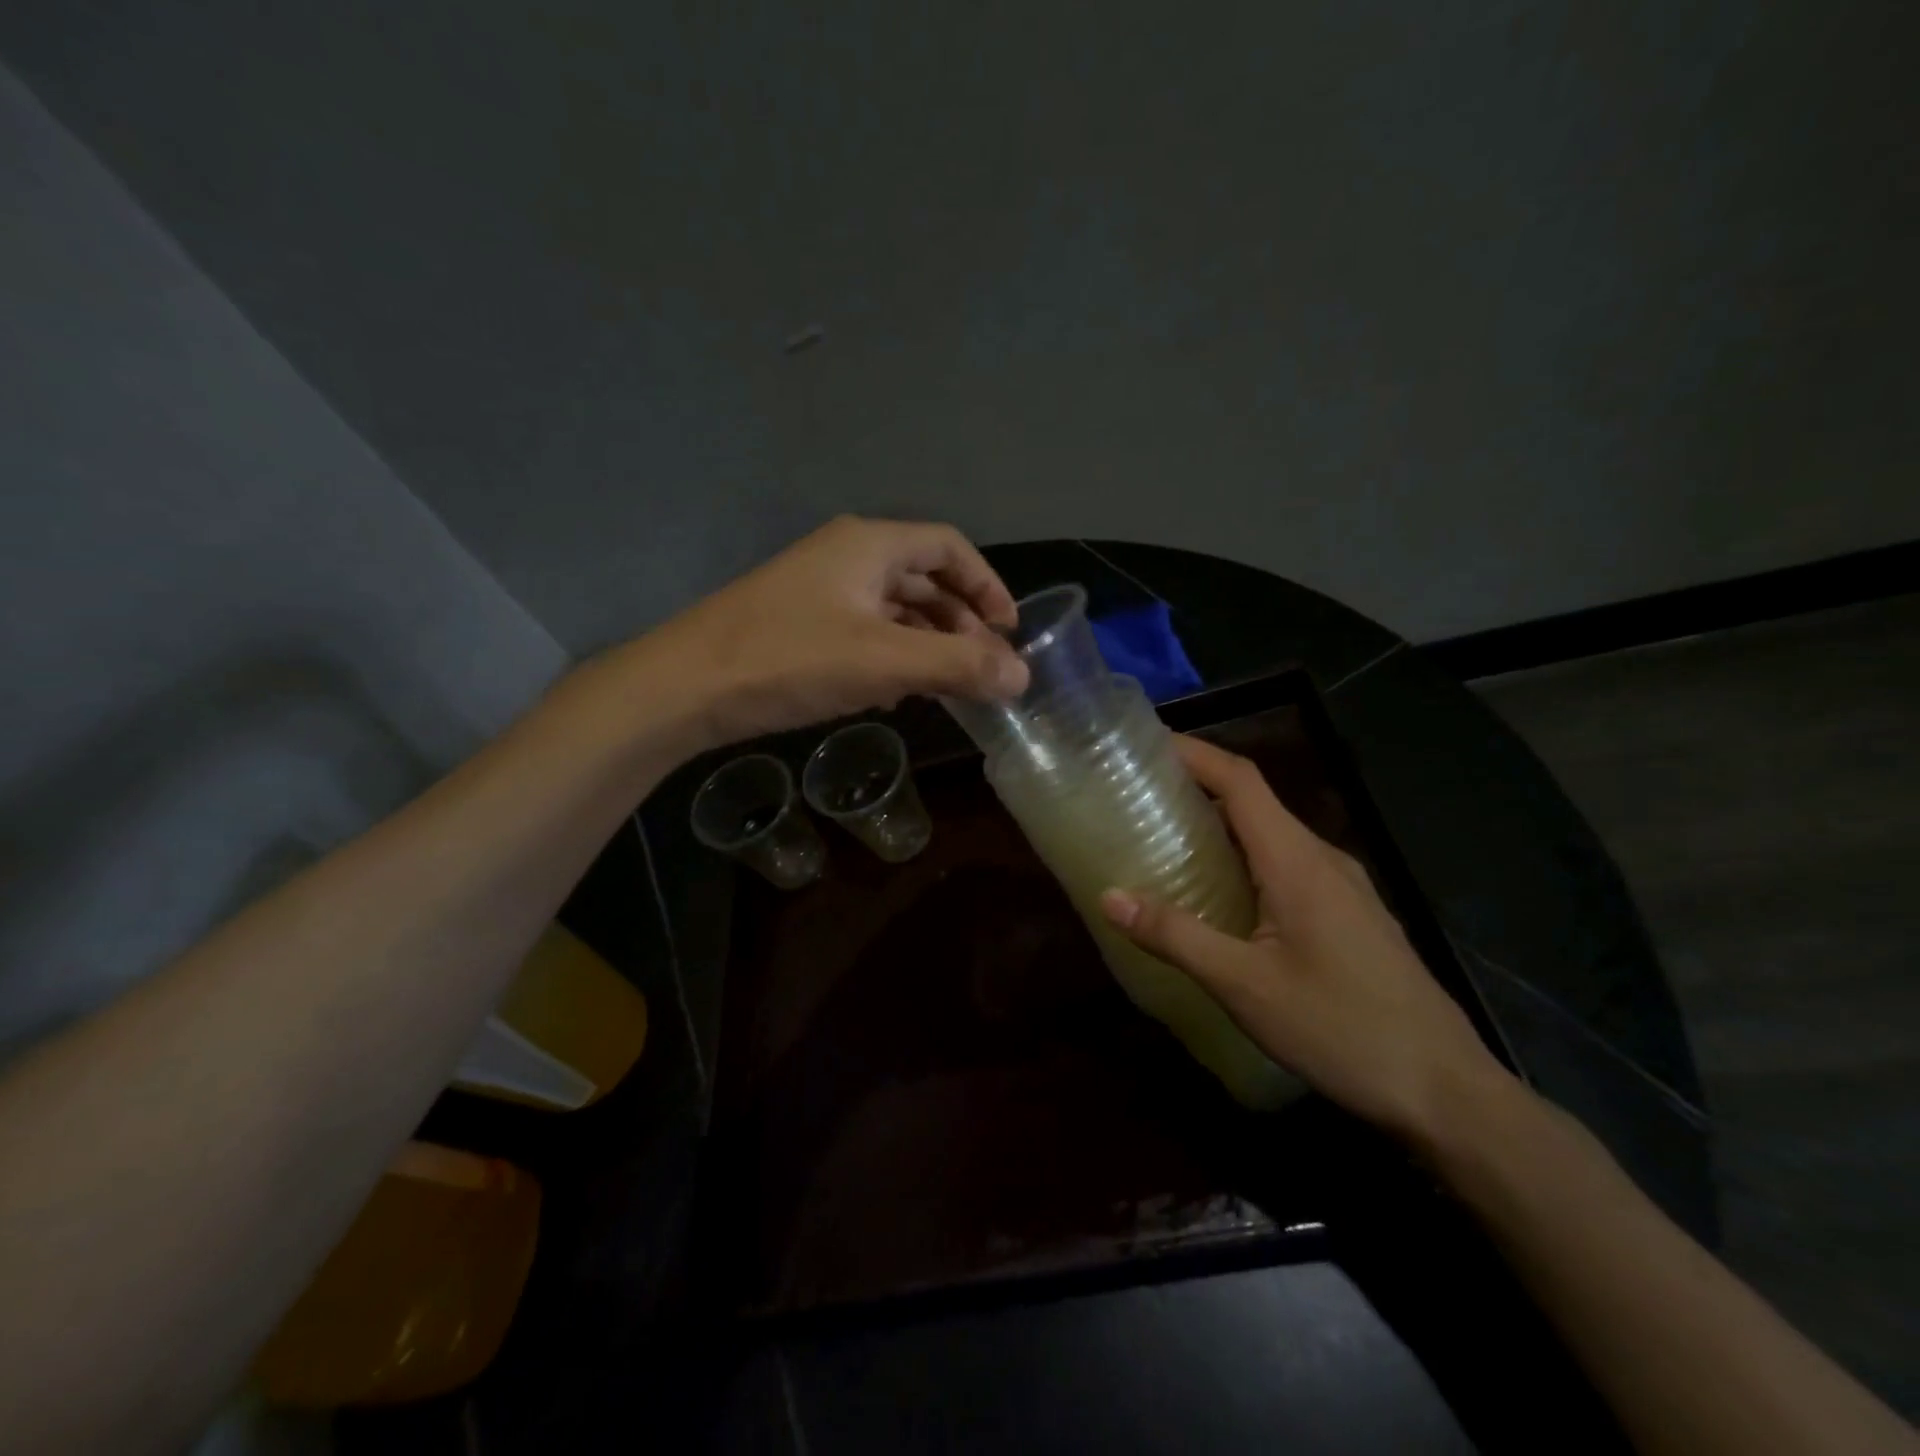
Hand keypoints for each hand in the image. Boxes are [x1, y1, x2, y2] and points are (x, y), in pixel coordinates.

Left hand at [642, 516, 1029, 747]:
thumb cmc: (789, 659)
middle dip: (960, 621)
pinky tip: (898, 691)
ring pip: (894, 608)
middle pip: (923, 577)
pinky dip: (893, 654)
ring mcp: (820, 590)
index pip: (949, 547)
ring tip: (950, 684)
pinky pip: (865, 630)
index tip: (1008, 631)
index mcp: (869, 545)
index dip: (987, 585)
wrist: (685, 687)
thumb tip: (1023, 675)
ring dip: (928, 642)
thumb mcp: (884, 662)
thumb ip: (958, 665)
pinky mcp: (800, 624)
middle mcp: (846, 556)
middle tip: (983, 666)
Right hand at [1099, 735, 1515, 1146]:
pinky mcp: (1352, 916)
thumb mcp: (1244, 985)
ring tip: (1169, 839)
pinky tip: (1223, 896)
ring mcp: (1344, 887)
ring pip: (1273, 836)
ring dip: (1222, 825)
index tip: (1146, 743)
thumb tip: (1110, 896)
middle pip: (1255, 801)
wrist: (1446, 1090)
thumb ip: (1176, 935)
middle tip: (1140, 795)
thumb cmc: (1341, 1028)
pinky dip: (1246, 859)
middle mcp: (1322, 858)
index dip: (1194, 752)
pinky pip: (1288, 866)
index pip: (1241, 780)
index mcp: (1296, 860)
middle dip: (1198, 786)